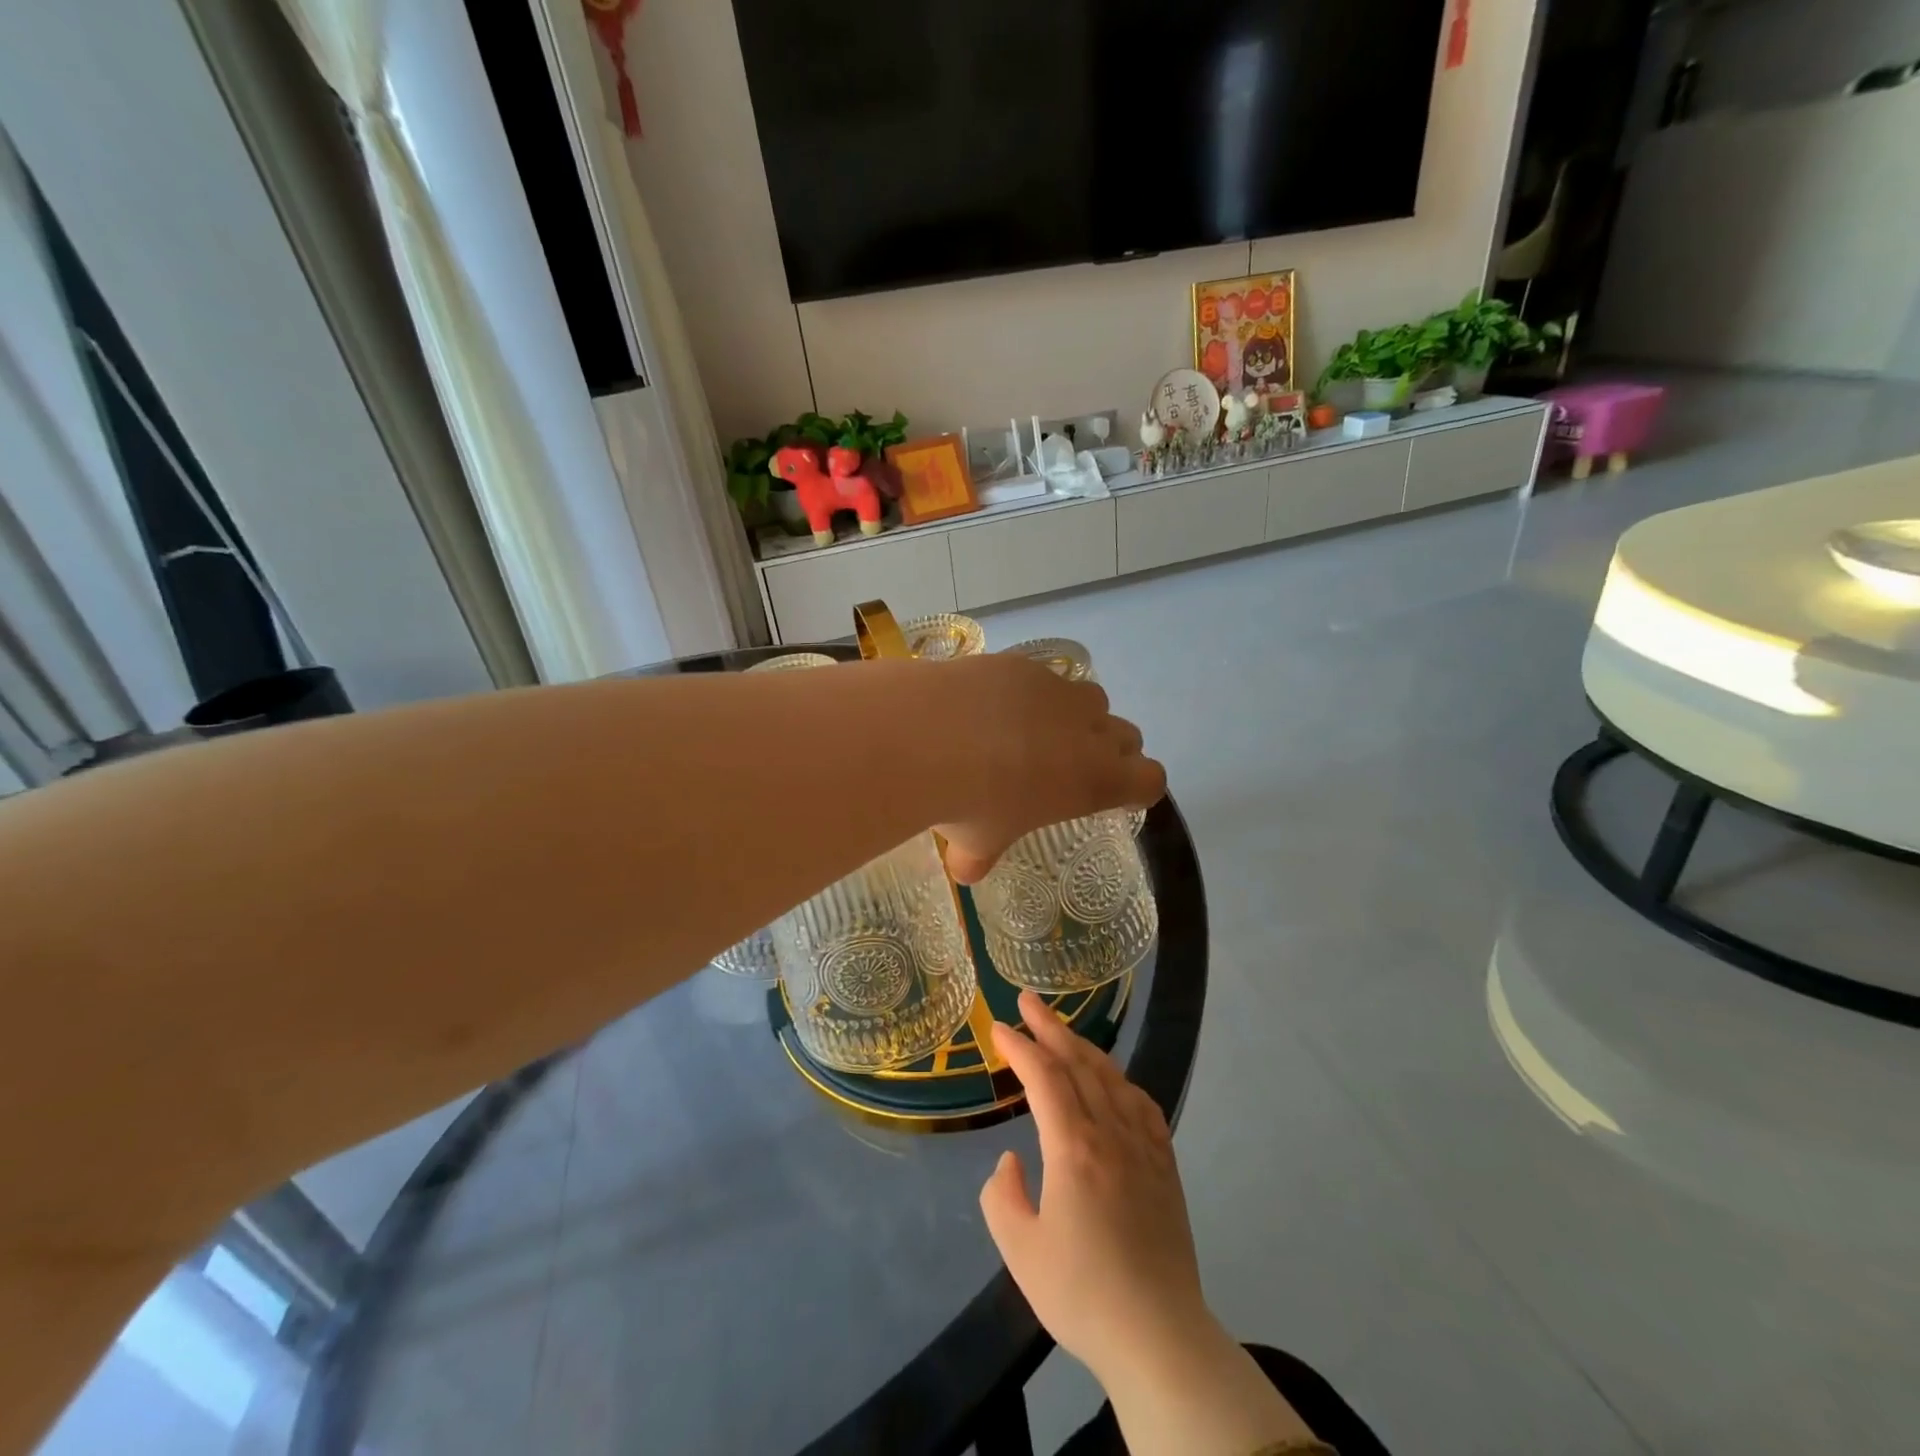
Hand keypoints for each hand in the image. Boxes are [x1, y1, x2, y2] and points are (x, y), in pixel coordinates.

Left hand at [934, 655, 1164, 882]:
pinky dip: (1028, 692)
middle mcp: (1088, 729)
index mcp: (1094, 779)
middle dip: (1109, 750)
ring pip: (1090, 699)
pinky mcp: (1022, 664)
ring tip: (1032, 733)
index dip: (1138, 789)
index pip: (1150, 780)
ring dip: (1075, 717)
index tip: (1118, 797)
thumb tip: (966, 869)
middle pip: (1127, 735)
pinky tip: (990, 706)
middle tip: (1072, 768)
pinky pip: (1042, 677)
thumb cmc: (968, 801)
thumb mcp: (977, 842)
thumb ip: (980, 857)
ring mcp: (1056, 690)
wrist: (927, 734)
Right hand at [980, 995, 1319, 1455]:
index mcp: (1074, 1148)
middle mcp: (1111, 1134)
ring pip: (1112, 1077)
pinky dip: (1120, 1079)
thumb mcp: (1020, 1252)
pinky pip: (1142, 1104)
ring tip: (1062, 1030)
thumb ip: (1002, 1196)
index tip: (997, 1028)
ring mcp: (1143, 1146)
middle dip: (1050, 1027)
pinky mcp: (1164, 1165)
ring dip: (1083, 1046)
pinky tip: (1114, 1079)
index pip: (1044, 1078)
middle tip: (1027, 1000)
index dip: (1020, 1048)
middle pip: (1079, 1063)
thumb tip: (1011, 1161)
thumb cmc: (1082, 1294)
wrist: (1158, 1336)